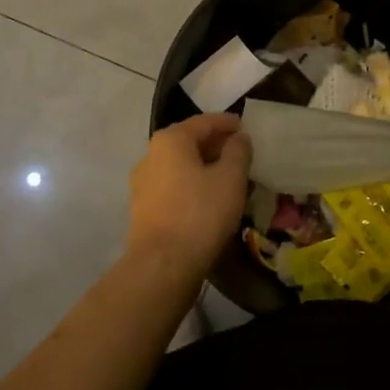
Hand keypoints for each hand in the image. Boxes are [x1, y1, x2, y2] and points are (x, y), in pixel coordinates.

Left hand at [127, 114, 252, 278]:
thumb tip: (239, 138)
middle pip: (189, 143)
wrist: (162, 266)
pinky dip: (192, 186)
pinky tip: (210, 200)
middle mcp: (151, 155)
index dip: (227, 123)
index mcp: (171, 140)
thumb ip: (238, 151)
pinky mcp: (142, 210)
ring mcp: (143, 184)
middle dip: (216, 146)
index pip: (204, 122)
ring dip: (204, 168)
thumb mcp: (231, 178)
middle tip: (241, 154)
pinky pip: (173, 187)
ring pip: (181, 166)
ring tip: (229, 179)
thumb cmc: (200, 213)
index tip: (246, 128)